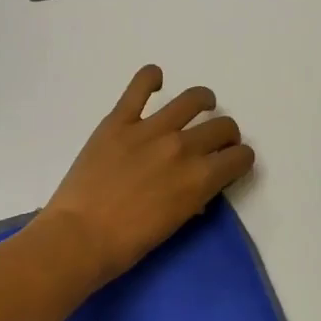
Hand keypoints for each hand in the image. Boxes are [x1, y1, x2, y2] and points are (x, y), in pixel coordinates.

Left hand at [39, 65, 254, 287]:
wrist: (80, 236)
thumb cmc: (127, 244)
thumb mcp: (174, 224)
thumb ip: (191, 198)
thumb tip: (194, 187)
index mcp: (201, 178)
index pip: (240, 157)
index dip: (239, 160)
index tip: (229, 163)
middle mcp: (183, 147)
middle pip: (223, 127)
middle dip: (225, 135)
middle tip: (213, 142)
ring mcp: (150, 130)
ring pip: (193, 99)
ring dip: (203, 102)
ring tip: (199, 106)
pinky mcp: (119, 121)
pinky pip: (140, 86)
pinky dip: (151, 77)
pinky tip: (155, 80)